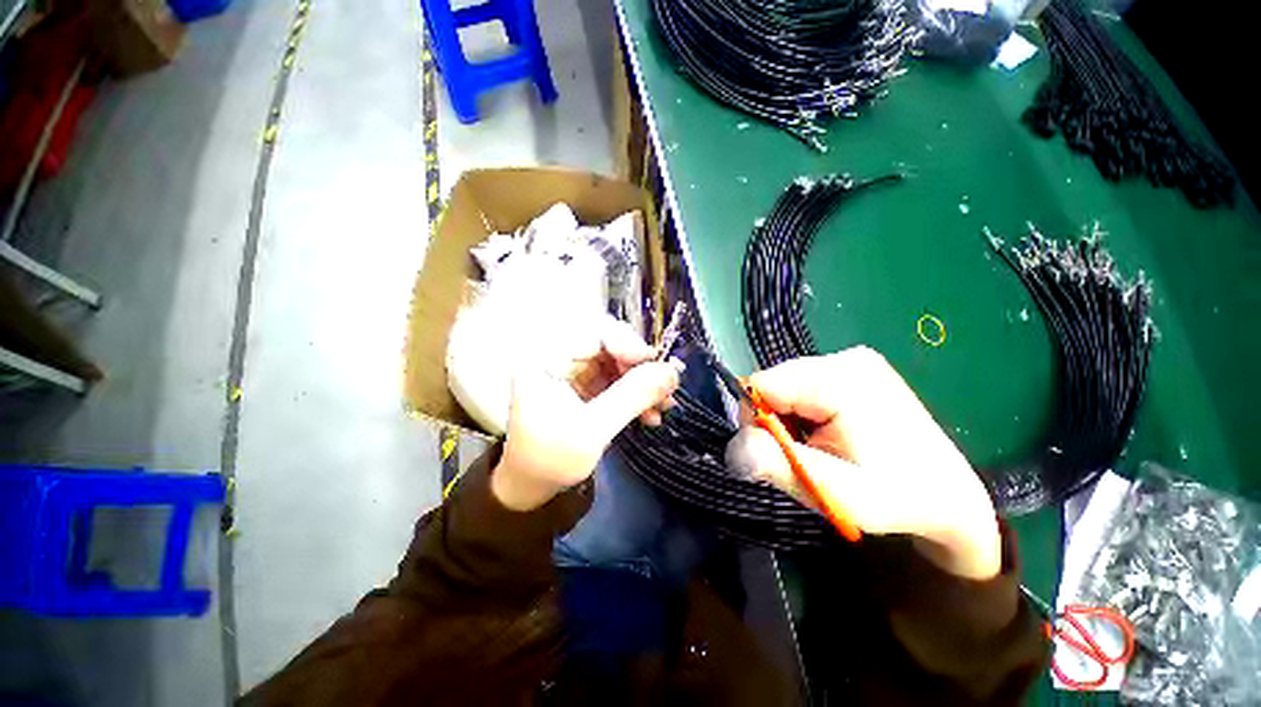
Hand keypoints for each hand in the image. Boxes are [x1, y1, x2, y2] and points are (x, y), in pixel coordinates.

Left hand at [491, 317, 680, 511]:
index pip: (593, 332)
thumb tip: (671, 373)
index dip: (629, 344)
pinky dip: (636, 394)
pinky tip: (651, 413)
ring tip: (663, 406)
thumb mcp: (592, 431)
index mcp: (547, 359)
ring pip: (619, 362)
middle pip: (610, 345)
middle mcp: (560, 356)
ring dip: (644, 383)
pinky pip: (617, 379)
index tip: (656, 365)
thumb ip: (631, 398)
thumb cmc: (549, 460)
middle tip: (666, 389)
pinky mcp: (585, 384)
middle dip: (641, 368)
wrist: (530, 484)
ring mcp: (574, 370)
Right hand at [725, 347, 1000, 579]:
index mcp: (840, 379)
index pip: (760, 385)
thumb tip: (731, 449)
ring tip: (821, 445)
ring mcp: (851, 359)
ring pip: (784, 385)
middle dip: (775, 421)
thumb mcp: (834, 491)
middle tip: (807, 454)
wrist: (947, 494)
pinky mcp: (852, 367)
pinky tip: (828, 431)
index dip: (756, 421)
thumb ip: (779, 465)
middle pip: (772, 382)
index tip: (782, 453)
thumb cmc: (895, 497)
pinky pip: (802, 385)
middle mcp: (844, 358)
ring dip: (789, 417)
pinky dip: (803, 411)